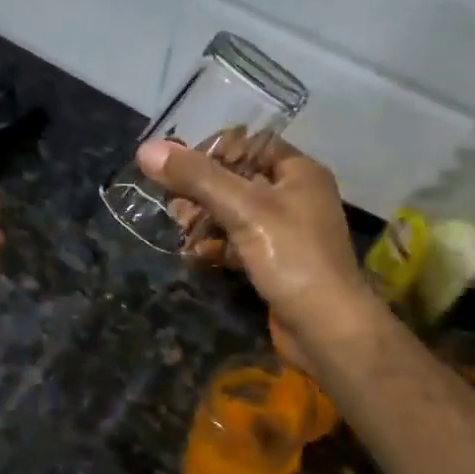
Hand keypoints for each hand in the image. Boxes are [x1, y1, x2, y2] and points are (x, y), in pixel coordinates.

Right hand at [137, 137, 375, 367]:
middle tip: (175, 206)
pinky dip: (217, 245)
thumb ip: (196, 177)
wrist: (327, 329)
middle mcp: (294, 196)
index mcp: (298, 172)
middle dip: (202, 191)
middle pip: (237, 179)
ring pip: (234, 213)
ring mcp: (285, 232)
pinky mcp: (274, 263)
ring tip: (181, 231)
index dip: (213, 152)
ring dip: (204, 219)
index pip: (249, 144)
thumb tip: (146, 149)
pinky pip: (238, 242)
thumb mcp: (243, 209)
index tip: (180, 170)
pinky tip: (196, 255)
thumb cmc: (292, 257)